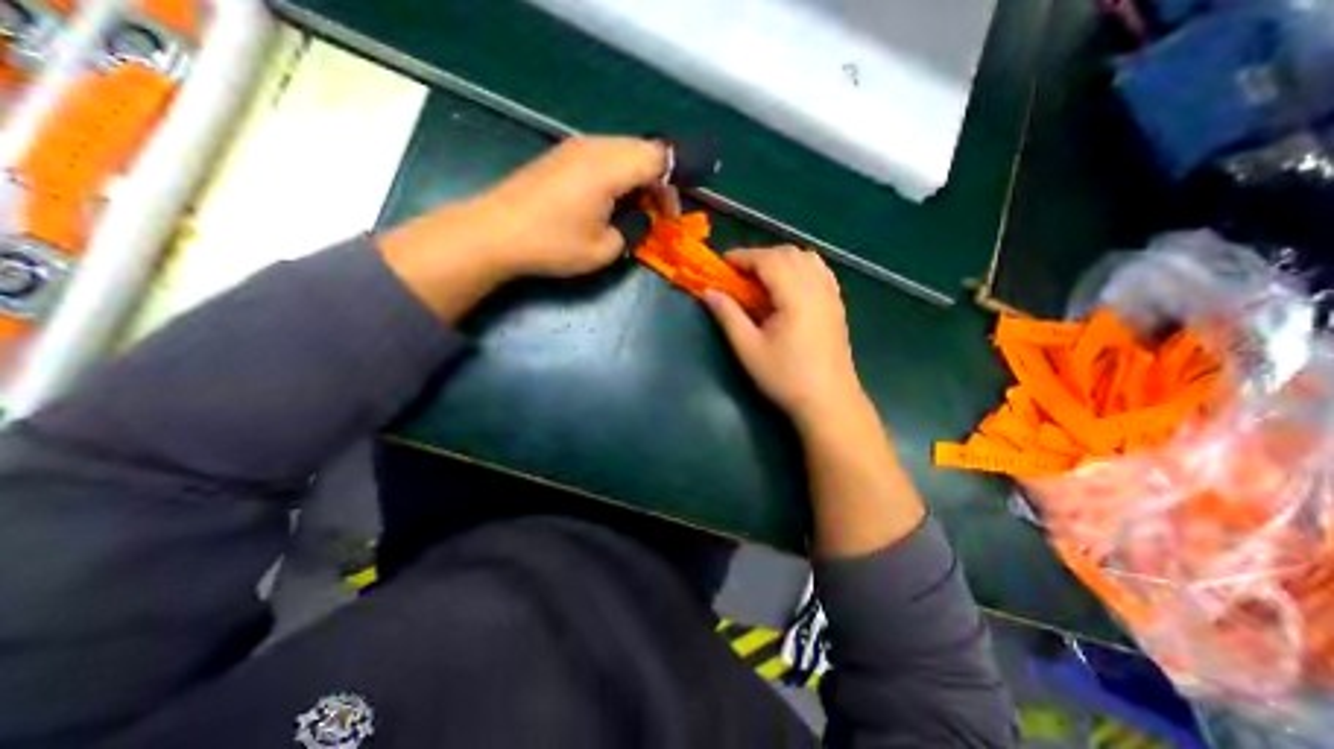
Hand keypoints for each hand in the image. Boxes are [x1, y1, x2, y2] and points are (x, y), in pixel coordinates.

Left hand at [473, 134, 672, 276]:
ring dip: (637, 177)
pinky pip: (602, 155)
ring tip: (634, 208)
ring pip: (622, 150)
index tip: (669, 216)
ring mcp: (574, 147)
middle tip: (655, 213)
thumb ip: (632, 231)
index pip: (659, 158)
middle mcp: (594, 146)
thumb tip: (638, 219)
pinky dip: (617, 174)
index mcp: (609, 167)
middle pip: (643, 149)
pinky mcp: (560, 155)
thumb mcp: (604, 250)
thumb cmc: (553, 244)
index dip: (672, 186)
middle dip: (657, 181)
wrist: (495, 232)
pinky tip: (609, 201)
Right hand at [709, 246, 866, 433]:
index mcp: (795, 296)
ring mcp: (832, 295)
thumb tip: (708, 292)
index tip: (722, 263)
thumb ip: (728, 316)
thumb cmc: (785, 378)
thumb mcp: (748, 349)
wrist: (828, 402)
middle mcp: (817, 288)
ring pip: (807, 258)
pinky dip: (800, 267)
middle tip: (738, 273)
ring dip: (781, 259)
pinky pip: (820, 271)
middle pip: (789, 253)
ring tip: (762, 277)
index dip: (743, 256)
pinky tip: (789, 285)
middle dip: (760, 256)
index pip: (769, 260)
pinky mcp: (838, 305)